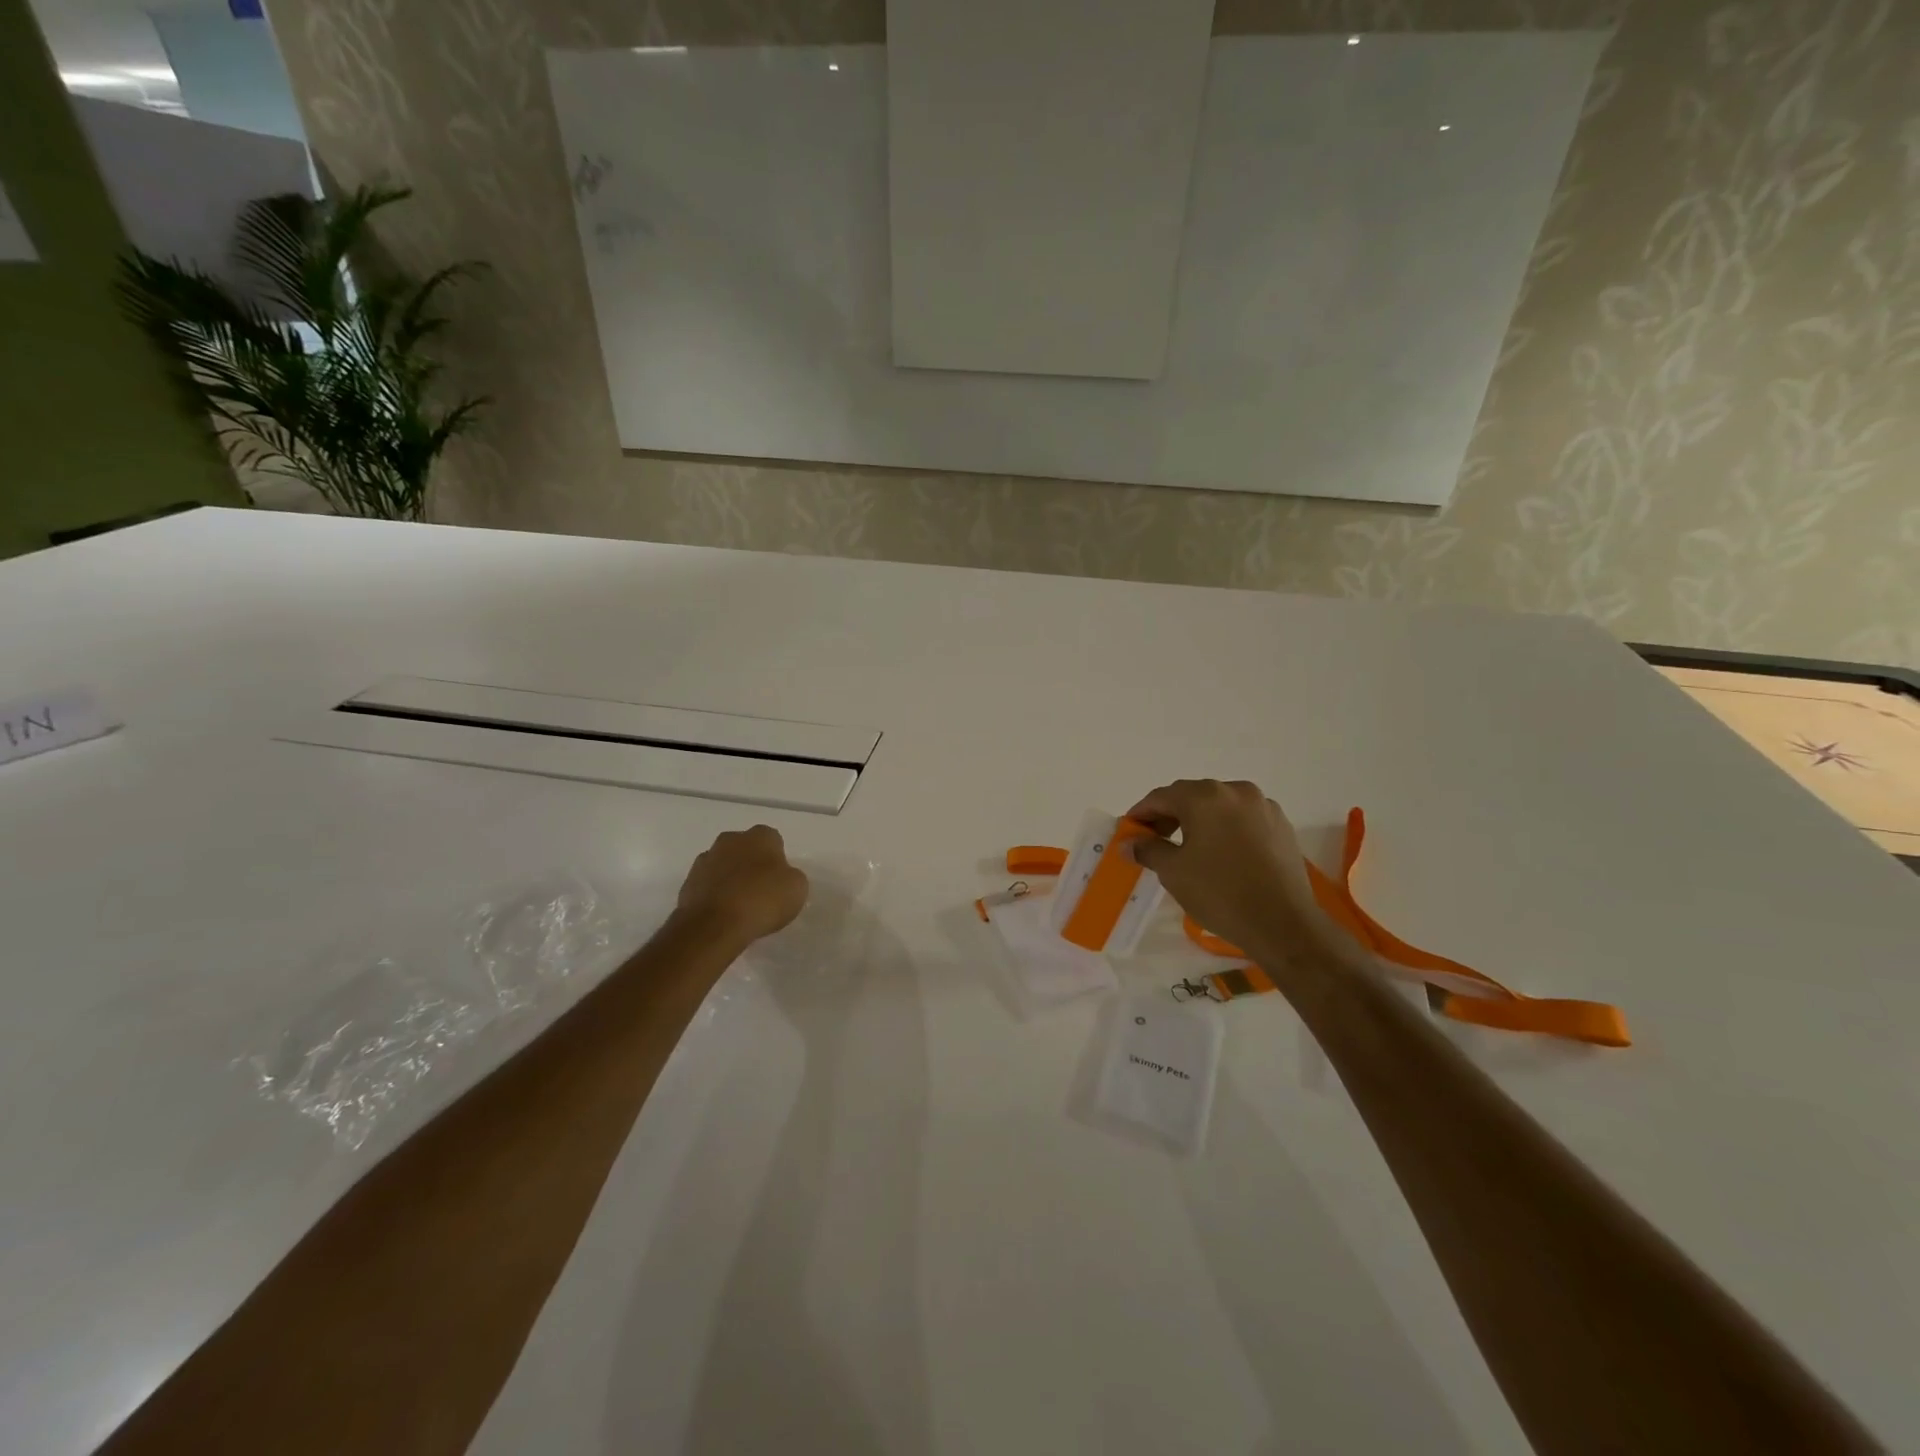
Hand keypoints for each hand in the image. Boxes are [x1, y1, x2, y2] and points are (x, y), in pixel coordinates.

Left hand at [674, 825, 809, 946]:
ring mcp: (705, 860)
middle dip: (751, 864)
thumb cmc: (762, 900)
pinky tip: (723, 914)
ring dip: (730, 878)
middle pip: (745, 849)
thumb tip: (780, 877)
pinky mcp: (687, 883)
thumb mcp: (796, 888)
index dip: (778, 860)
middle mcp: (730, 840)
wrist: (714, 925)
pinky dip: (715, 894)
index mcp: (760, 836)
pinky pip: (708, 885)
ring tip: (740, 906)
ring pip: (723, 865)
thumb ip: (790, 876)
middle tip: (761, 890)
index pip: (773, 840)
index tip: (780, 880)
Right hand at [1127, 779, 1332, 960]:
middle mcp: (1236, 791)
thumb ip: (1148, 850)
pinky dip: (1225, 829)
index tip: (1129, 831)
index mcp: (1205, 796)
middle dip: (1170, 815)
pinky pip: (1243, 820)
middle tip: (1154, 840)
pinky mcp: (1282, 826)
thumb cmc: (1220, 892)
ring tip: (1187, 848)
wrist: (1283, 924)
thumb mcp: (1174, 871)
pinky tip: (1220, 854)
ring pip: (1220, 807)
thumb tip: (1130, 843)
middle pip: (1192, 797)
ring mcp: (1263, 807)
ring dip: (1199, 821)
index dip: (1141, 813)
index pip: (1162, 797)